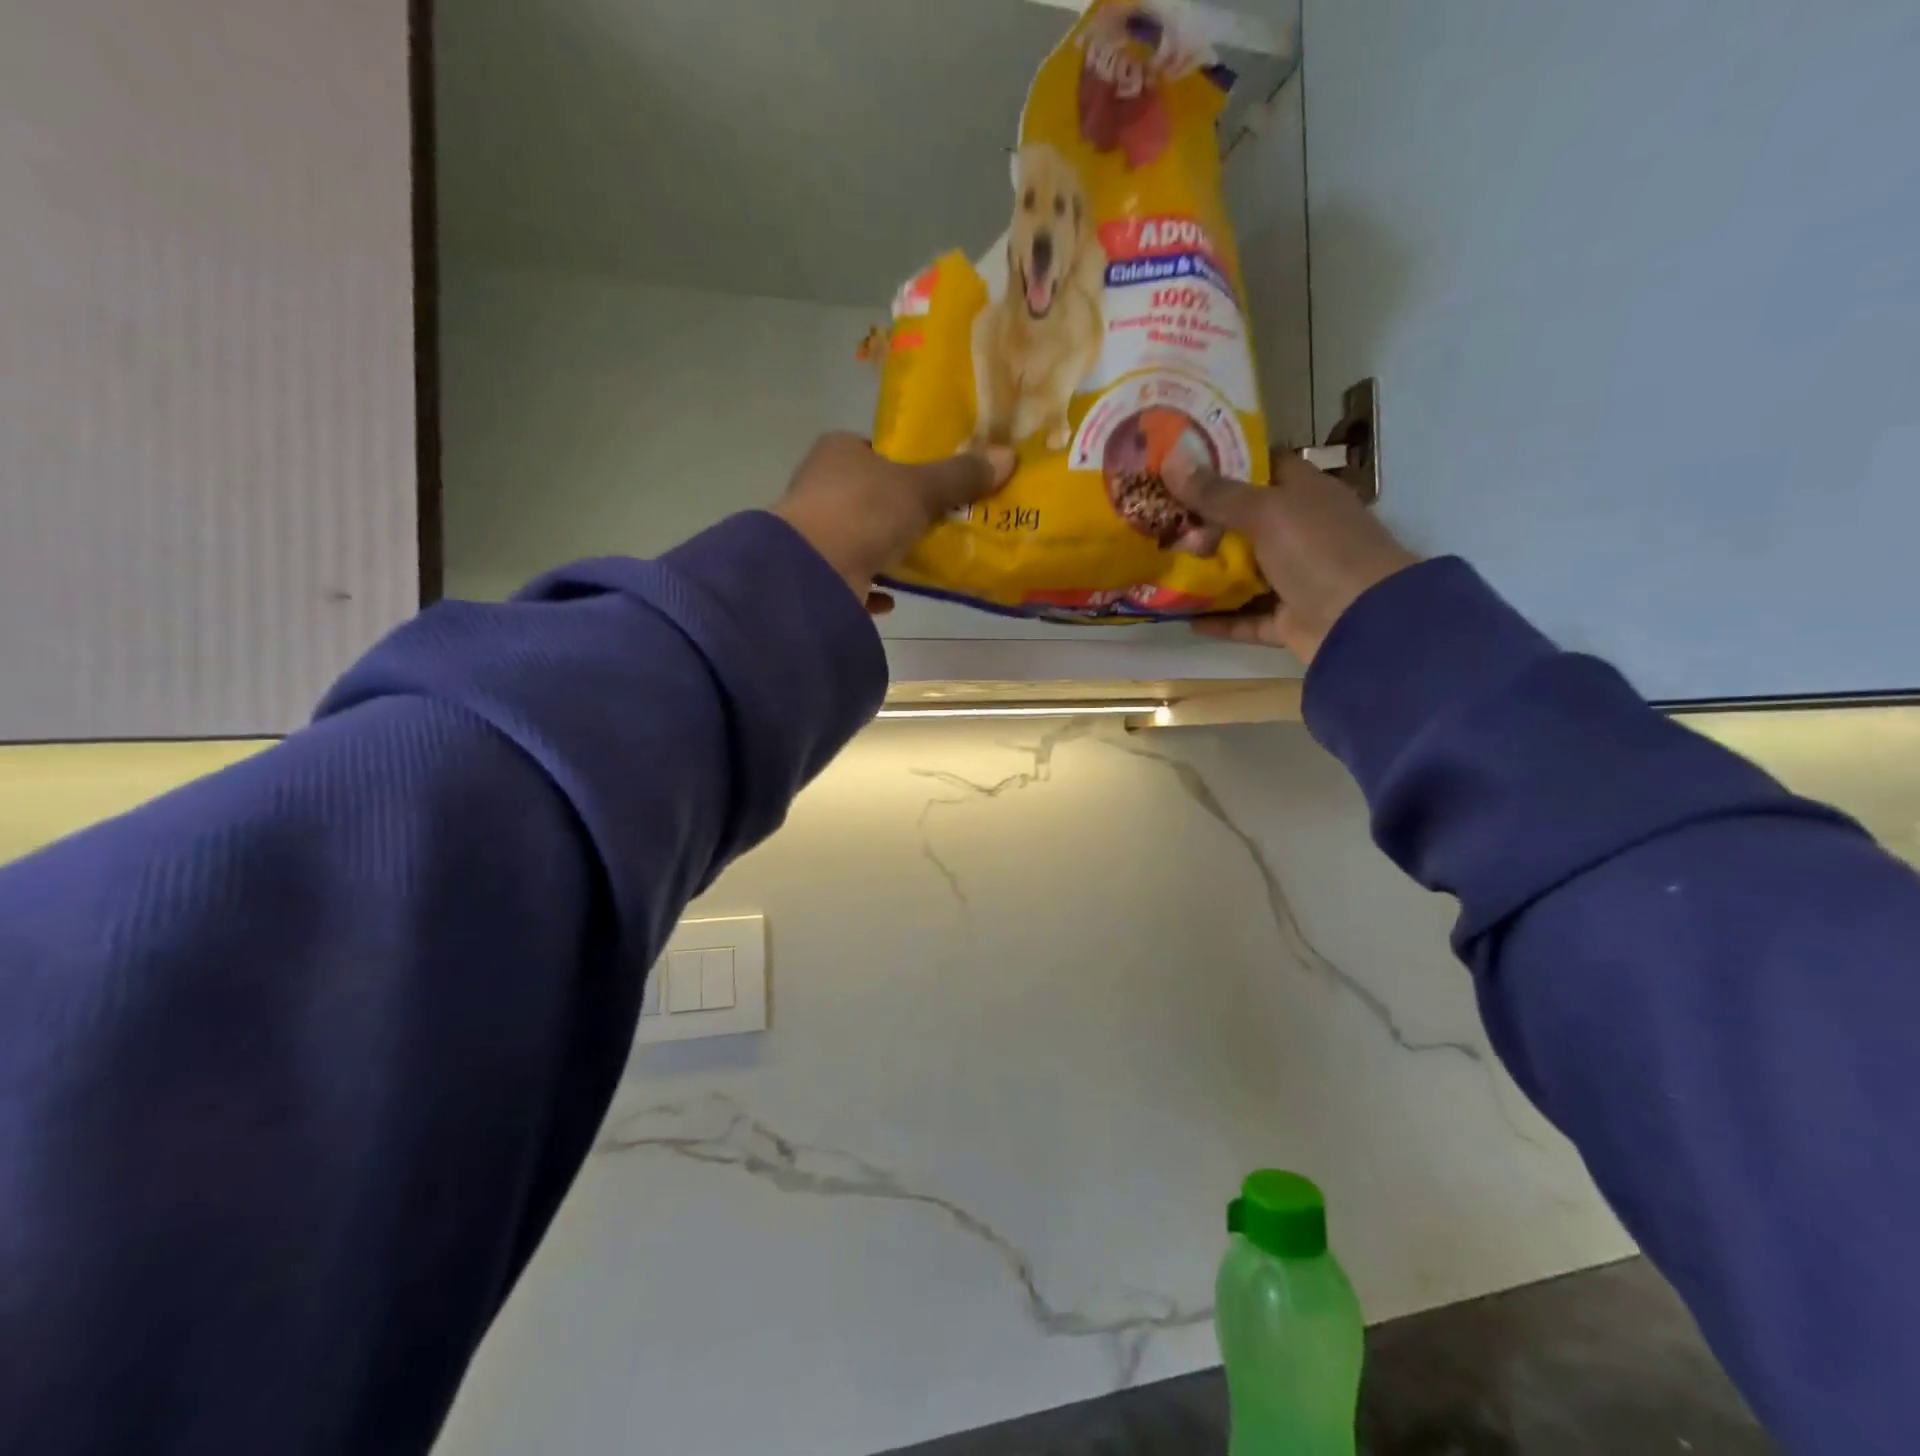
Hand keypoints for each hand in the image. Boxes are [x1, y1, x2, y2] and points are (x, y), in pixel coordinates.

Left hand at [773, 433, 1015, 613]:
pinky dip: (870, 587)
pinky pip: (849, 579)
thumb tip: (1008, 456)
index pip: (873, 450)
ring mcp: (811, 533)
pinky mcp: (812, 574)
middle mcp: (818, 487)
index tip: (932, 483)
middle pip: (866, 496)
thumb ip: (960, 476)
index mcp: (838, 452)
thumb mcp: (921, 489)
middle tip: (936, 524)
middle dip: (897, 511)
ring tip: (920, 561)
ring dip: (884, 551)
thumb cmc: (865, 511)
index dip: (903, 464)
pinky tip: (892, 599)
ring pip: (857, 538)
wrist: (813, 572)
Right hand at [1162, 451, 1420, 664]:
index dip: (1226, 463)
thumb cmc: (1320, 551)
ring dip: (1208, 575)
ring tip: (1163, 569)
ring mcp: (1297, 579)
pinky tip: (1184, 618)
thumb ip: (1217, 493)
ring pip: (1244, 574)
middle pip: (1246, 523)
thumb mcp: (1266, 513)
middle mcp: (1302, 533)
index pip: (1265, 467)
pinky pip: (1247, 618)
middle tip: (1157, 520)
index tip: (1181, 466)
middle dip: (1204, 523)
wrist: (1365, 623)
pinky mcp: (1289, 621)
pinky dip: (1219, 620)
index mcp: (1306, 495)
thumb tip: (1169, 460)